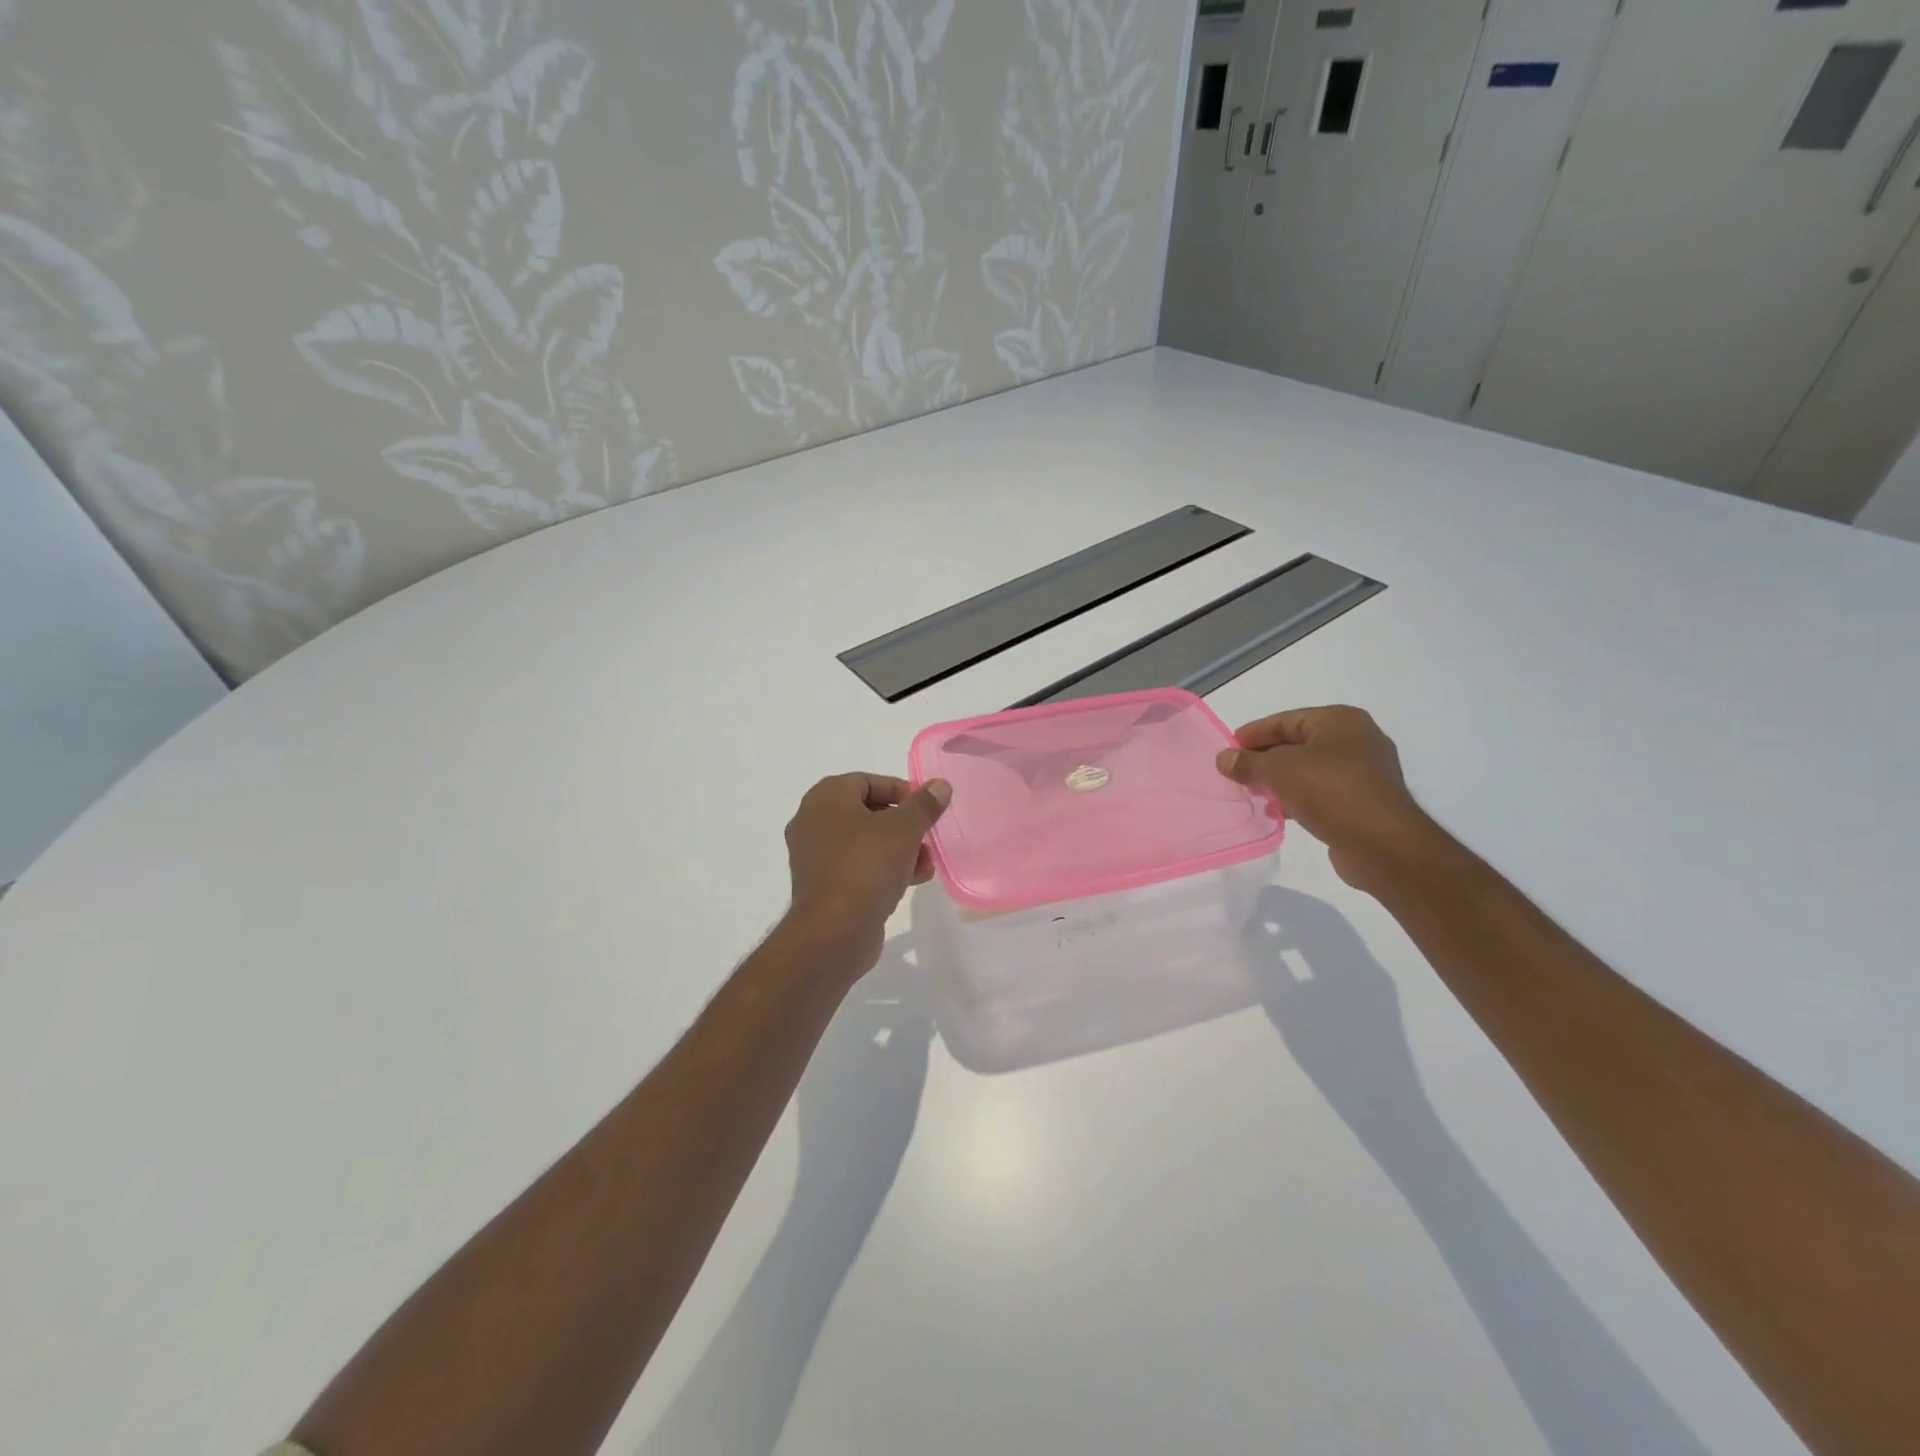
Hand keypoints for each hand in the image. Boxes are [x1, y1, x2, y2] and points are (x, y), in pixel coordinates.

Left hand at [784, 773, 950, 966]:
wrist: (834, 931)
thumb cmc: (866, 865)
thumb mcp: (904, 829)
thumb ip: (924, 804)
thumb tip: (940, 785)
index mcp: (825, 799)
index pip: (866, 781)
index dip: (899, 790)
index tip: (925, 806)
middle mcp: (813, 823)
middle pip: (867, 813)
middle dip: (903, 824)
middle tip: (928, 835)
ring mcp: (815, 858)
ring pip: (864, 843)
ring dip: (899, 849)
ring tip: (927, 864)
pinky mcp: (824, 887)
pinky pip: (858, 868)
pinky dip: (883, 869)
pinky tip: (912, 881)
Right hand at [1215, 706, 1449, 891]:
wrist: (1382, 844)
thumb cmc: (1330, 791)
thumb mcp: (1278, 770)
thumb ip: (1248, 762)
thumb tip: (1224, 758)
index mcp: (1340, 720)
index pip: (1285, 720)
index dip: (1253, 734)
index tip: (1227, 750)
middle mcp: (1357, 740)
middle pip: (1297, 744)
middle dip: (1265, 759)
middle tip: (1236, 774)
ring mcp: (1364, 772)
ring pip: (1309, 770)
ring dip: (1279, 781)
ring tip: (1253, 794)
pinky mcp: (1364, 801)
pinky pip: (1322, 792)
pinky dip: (1298, 797)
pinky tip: (1278, 812)